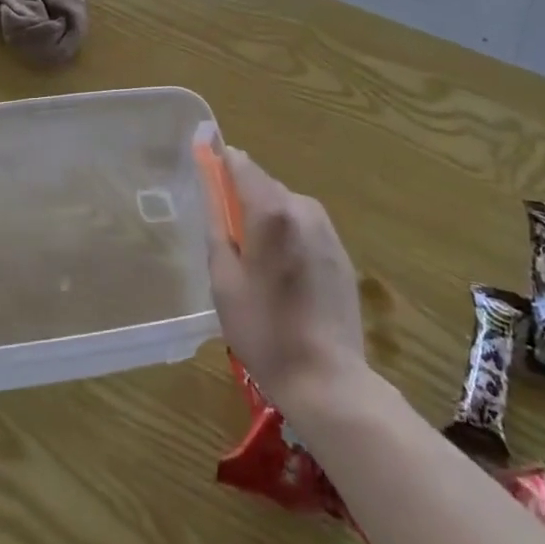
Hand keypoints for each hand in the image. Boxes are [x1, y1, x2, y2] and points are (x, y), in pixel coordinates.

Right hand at [205, 146, 366, 416]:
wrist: (328, 379)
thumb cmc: (263, 329)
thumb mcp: (224, 277)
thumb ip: (217, 221)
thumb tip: (211, 182)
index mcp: (272, 209)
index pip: (241, 163)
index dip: (219, 165)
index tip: (204, 177)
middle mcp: (303, 207)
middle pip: (263, 185)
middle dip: (242, 202)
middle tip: (228, 246)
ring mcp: (327, 228)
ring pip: (284, 207)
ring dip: (266, 222)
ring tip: (256, 270)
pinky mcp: (340, 250)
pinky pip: (303, 228)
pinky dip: (287, 238)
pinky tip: (283, 279)